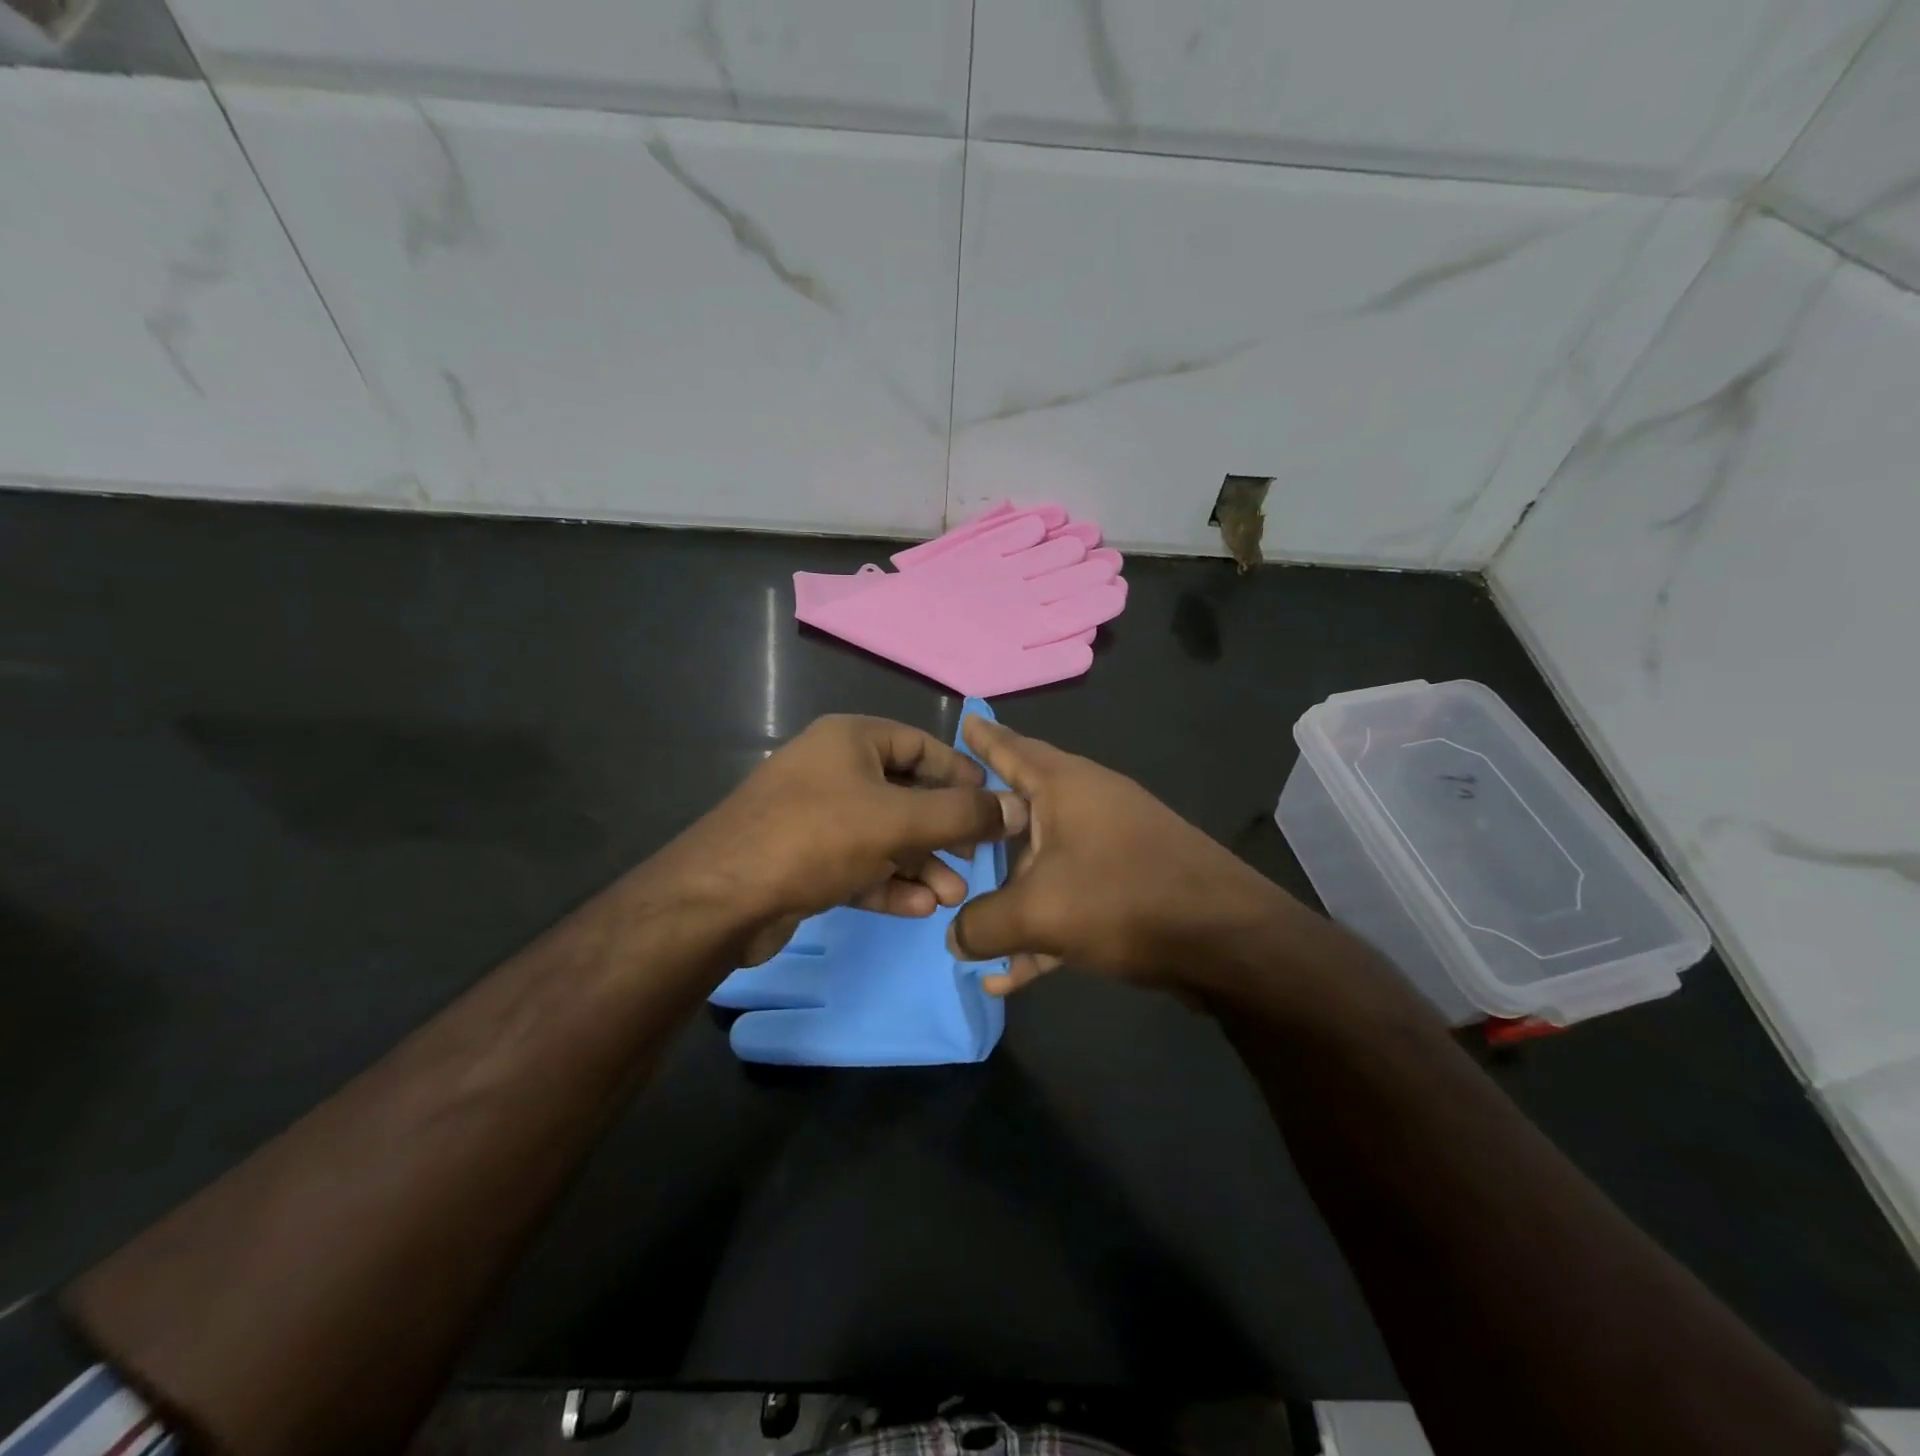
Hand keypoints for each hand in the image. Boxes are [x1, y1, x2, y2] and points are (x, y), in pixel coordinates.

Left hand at [661, 714, 1026, 965]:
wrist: (720, 899)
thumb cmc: (815, 838)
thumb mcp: (896, 820)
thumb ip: (961, 814)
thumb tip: (1017, 808)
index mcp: (851, 740)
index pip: (921, 745)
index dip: (961, 774)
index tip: (995, 806)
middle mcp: (834, 770)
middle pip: (906, 794)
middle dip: (944, 831)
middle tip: (976, 860)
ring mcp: (816, 816)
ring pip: (884, 835)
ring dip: (921, 864)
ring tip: (952, 895)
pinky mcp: (805, 860)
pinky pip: (859, 864)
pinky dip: (889, 882)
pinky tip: (918, 907)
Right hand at [948, 717, 1299, 993]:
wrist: (1227, 940)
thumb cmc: (1123, 898)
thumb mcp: (1038, 912)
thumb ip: (982, 924)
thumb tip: (954, 936)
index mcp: (1065, 786)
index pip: (1012, 748)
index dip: (984, 737)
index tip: (962, 720)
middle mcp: (1088, 805)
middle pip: (1020, 810)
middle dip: (982, 828)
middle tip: (945, 833)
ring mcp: (1110, 846)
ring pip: (1041, 864)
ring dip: (1008, 897)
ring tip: (965, 924)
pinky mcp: (1127, 887)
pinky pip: (1069, 901)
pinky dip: (1042, 930)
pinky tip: (1011, 976)